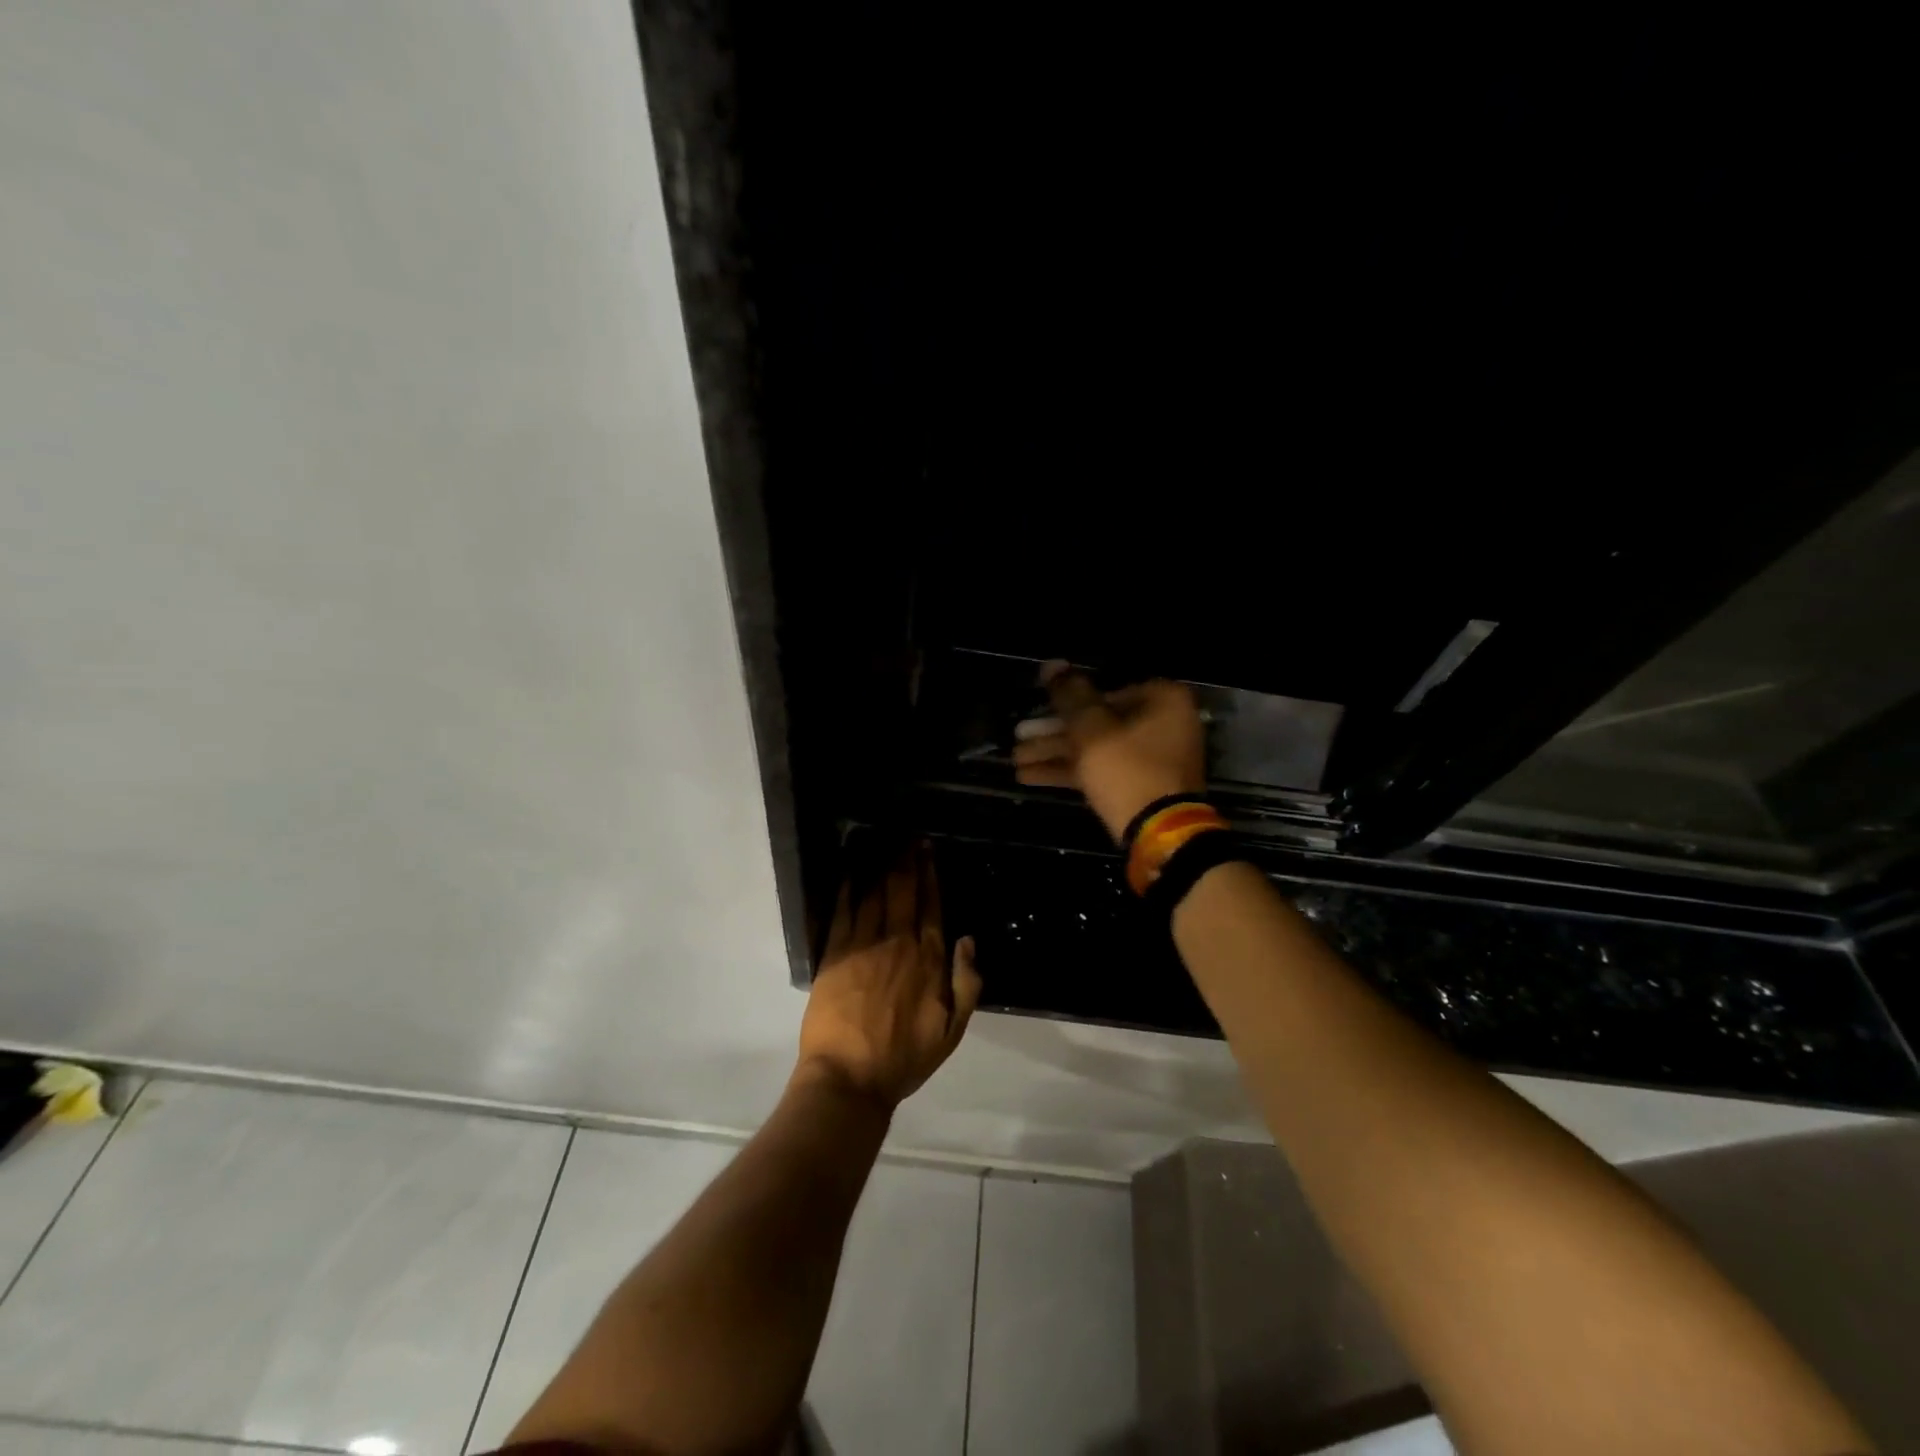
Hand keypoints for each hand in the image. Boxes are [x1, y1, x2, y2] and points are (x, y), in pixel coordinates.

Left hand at [797, 844, 981, 1108]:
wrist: (850, 1077)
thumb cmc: (904, 1057)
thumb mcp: (953, 1030)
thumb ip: (967, 983)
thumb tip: (968, 940)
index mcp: (929, 959)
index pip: (932, 905)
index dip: (930, 875)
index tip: (928, 850)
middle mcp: (899, 942)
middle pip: (904, 891)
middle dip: (907, 860)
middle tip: (907, 836)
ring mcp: (865, 945)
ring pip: (876, 894)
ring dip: (881, 865)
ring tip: (883, 842)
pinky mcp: (835, 953)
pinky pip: (843, 911)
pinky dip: (848, 887)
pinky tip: (851, 870)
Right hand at [1012, 662, 1206, 842]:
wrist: (1159, 834)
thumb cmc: (1127, 769)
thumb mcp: (1091, 728)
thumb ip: (1069, 694)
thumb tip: (1051, 664)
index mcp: (1162, 700)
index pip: (1106, 690)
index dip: (1068, 701)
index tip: (1039, 709)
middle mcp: (1162, 724)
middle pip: (1098, 721)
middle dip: (1054, 733)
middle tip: (1018, 737)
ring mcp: (1152, 758)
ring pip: (1096, 748)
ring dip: (1055, 753)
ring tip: (1015, 760)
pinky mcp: (1139, 786)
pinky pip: (1101, 770)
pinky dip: (1070, 771)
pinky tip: (1029, 776)